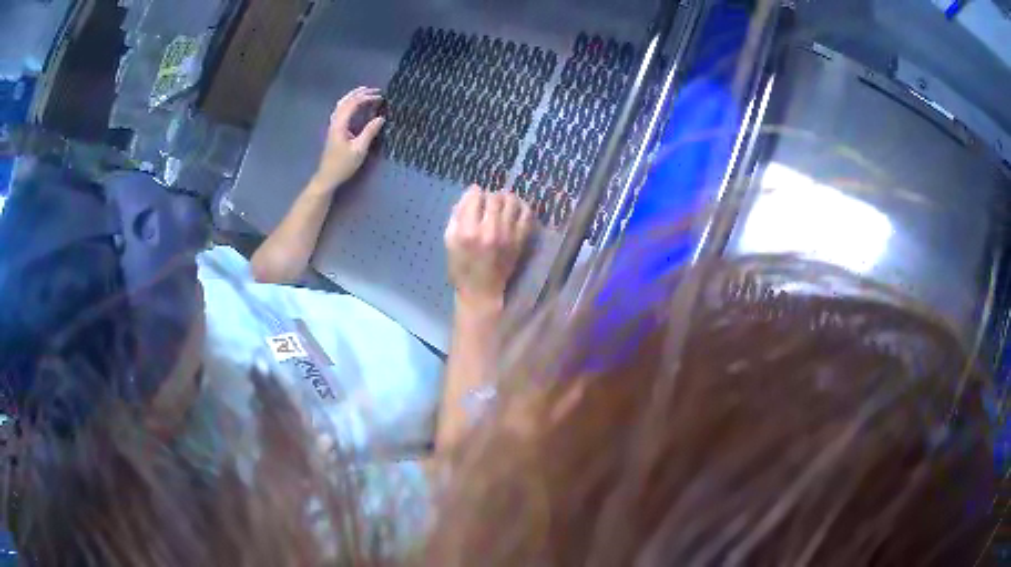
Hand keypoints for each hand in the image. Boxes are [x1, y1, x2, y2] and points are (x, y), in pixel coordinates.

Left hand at [314, 86, 385, 189]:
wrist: (327, 177)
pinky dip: (349, 104)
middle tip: (374, 90)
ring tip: (365, 93)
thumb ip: (370, 132)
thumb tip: (381, 117)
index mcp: (340, 124)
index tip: (380, 98)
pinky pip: (340, 111)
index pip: (353, 104)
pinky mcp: (334, 130)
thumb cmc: (343, 165)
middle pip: (345, 101)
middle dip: (359, 93)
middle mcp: (335, 122)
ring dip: (353, 97)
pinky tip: (355, 106)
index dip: (367, 98)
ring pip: (341, 105)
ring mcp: (333, 126)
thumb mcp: (359, 149)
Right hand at [445, 187, 533, 310]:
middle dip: (489, 196)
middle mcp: (489, 230)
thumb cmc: (461, 268)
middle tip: (488, 203)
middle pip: (494, 197)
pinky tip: (515, 210)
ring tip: (502, 204)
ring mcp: (507, 235)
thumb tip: (467, 196)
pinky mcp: (520, 240)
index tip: (474, 199)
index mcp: (468, 231)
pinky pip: (526, 214)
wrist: (482, 291)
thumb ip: (456, 217)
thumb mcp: (449, 242)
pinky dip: (522, 207)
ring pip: (511, 201)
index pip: (475, 197)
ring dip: (506, 198)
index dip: (474, 194)